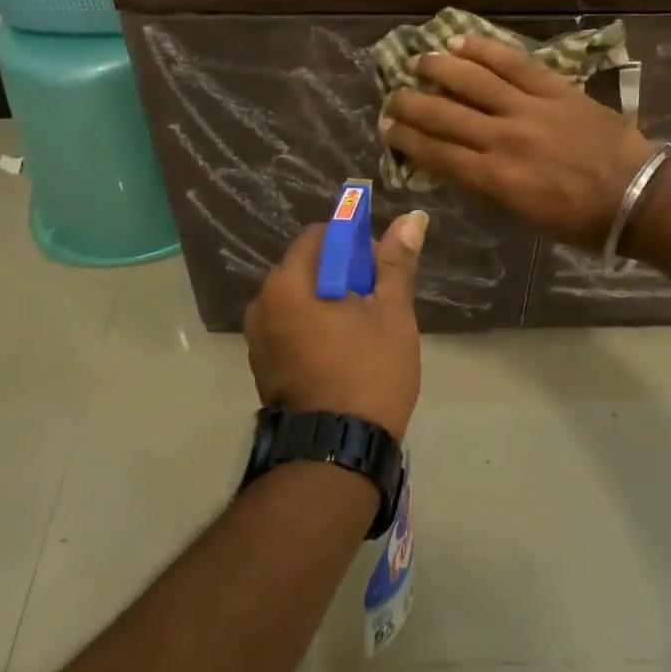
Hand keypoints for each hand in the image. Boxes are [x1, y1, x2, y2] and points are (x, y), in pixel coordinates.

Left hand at [242, 212, 428, 439]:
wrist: (337, 455)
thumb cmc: (367, 374)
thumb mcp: (391, 314)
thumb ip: (396, 263)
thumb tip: (412, 217)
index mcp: (287, 284)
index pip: (319, 236)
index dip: (353, 242)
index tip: (379, 268)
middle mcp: (262, 305)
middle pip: (308, 268)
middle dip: (343, 274)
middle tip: (378, 300)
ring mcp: (258, 340)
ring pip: (300, 301)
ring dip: (330, 303)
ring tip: (364, 330)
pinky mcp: (263, 368)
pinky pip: (291, 329)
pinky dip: (314, 329)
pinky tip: (343, 353)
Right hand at [379, 34, 656, 249]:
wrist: (636, 196)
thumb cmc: (579, 218)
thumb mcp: (524, 215)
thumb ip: (488, 186)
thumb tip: (458, 164)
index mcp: (495, 177)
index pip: (437, 152)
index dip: (407, 139)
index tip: (388, 128)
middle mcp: (503, 137)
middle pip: (444, 114)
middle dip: (411, 104)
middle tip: (393, 96)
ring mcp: (529, 108)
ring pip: (473, 80)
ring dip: (439, 68)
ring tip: (419, 61)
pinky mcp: (554, 88)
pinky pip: (513, 62)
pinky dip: (484, 49)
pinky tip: (462, 41)